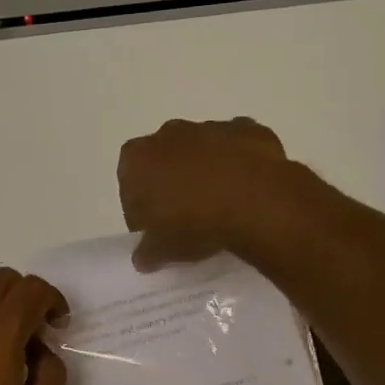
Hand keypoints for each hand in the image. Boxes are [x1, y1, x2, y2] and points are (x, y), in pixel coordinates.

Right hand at [117, 117, 292, 270]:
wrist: (254, 201)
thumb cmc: (193, 223)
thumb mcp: (162, 250)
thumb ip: (147, 252)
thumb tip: (144, 258)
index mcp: (136, 158)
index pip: (129, 187)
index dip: (142, 212)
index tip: (156, 232)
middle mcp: (168, 134)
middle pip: (164, 162)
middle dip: (173, 185)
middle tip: (187, 220)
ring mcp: (210, 127)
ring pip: (202, 152)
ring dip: (207, 173)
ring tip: (222, 208)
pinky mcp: (247, 129)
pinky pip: (237, 148)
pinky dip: (240, 165)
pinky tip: (248, 191)